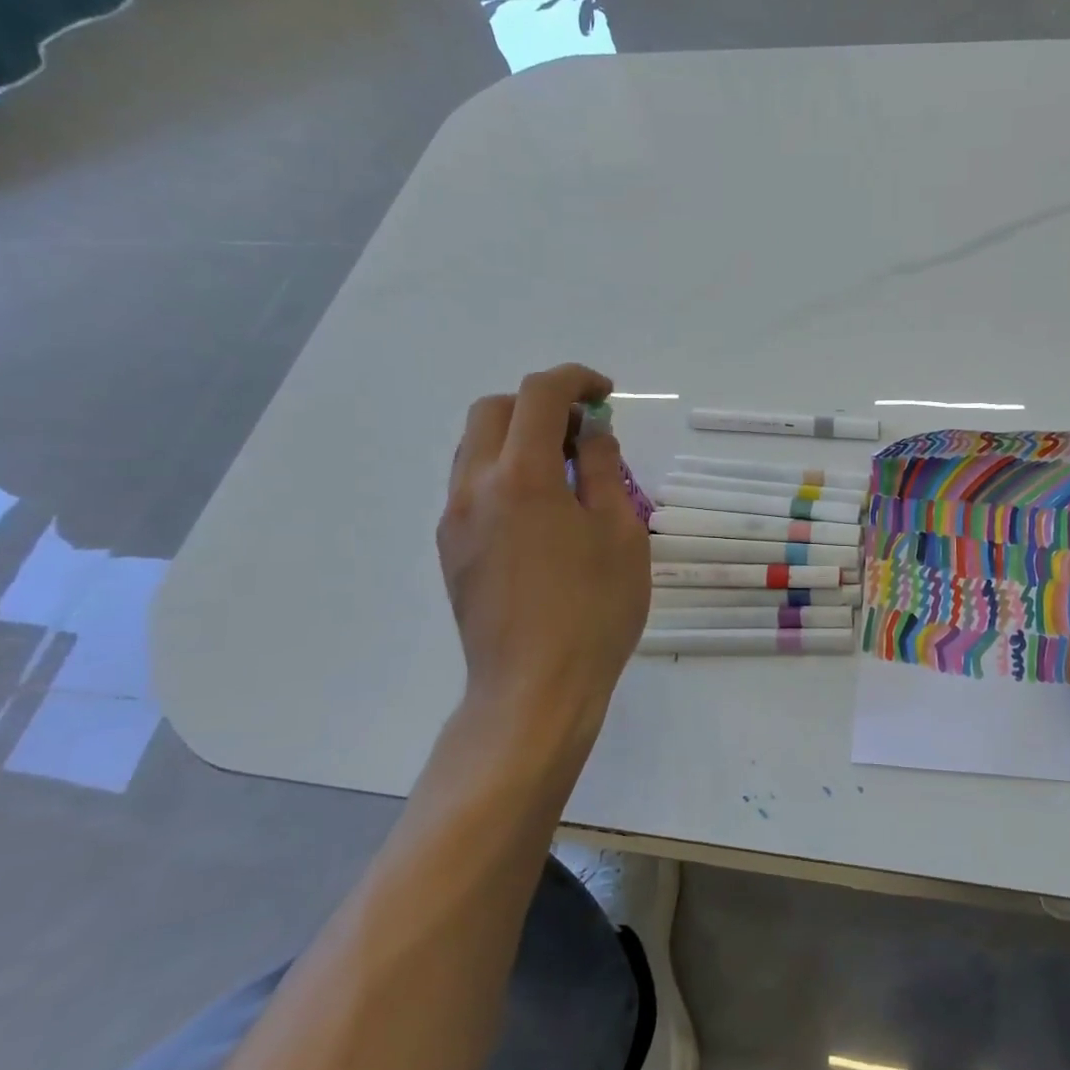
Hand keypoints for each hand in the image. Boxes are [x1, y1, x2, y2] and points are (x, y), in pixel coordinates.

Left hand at [437, 364, 649, 728]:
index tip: (606, 395)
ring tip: (563, 469)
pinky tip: (539, 509)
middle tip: (583, 432)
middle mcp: (474, 486)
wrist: (535, 689)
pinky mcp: (450, 549)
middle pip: (494, 410)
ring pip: (474, 447)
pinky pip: (470, 485)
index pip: (539, 395)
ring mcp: (454, 519)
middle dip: (540, 404)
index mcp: (521, 476)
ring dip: (517, 436)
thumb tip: (591, 432)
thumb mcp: (619, 533)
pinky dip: (503, 471)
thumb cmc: (593, 610)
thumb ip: (602, 469)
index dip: (575, 380)